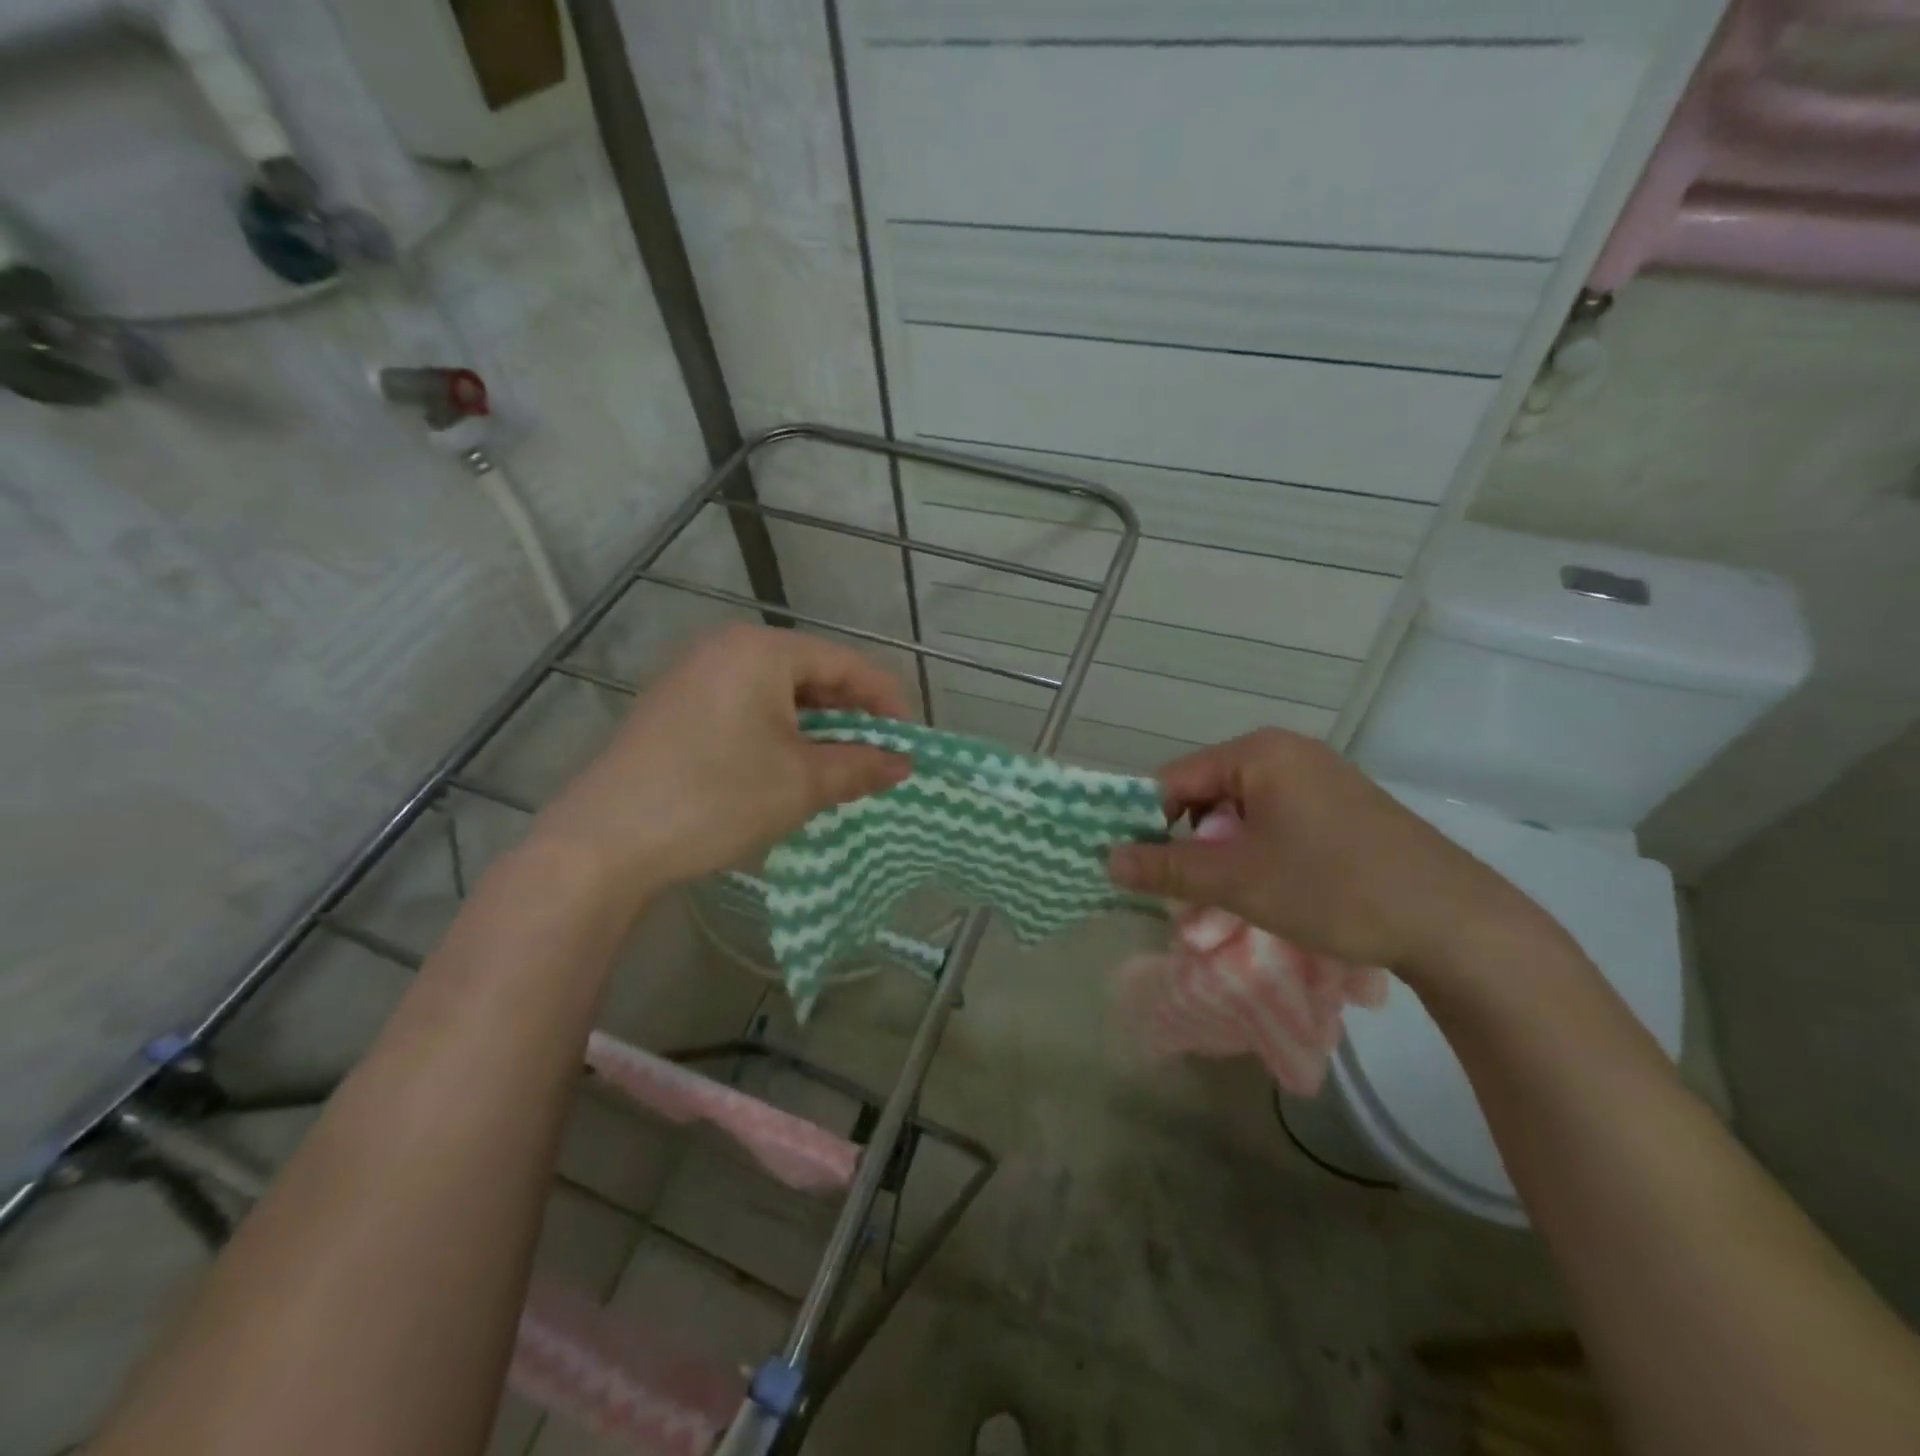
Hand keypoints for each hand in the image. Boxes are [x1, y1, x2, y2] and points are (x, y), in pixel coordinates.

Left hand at [533, 626, 910, 900]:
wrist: (604, 841)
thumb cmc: (716, 798)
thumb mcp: (801, 784)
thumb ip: (861, 767)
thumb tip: (904, 764)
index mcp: (761, 650)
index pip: (846, 663)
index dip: (887, 701)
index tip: (910, 741)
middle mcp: (726, 649)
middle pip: (811, 674)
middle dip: (850, 717)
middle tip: (877, 758)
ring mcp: (693, 676)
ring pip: (777, 695)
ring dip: (815, 730)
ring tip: (839, 769)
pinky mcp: (674, 708)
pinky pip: (745, 709)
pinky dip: (778, 735)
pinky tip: (787, 770)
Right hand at [1107, 729, 1548, 984]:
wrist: (1454, 921)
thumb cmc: (1334, 888)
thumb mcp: (1238, 881)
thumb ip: (1166, 867)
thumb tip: (1107, 859)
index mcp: (1258, 753)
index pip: (1173, 779)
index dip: (1147, 823)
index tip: (1140, 869)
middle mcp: (1287, 752)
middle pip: (1207, 792)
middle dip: (1188, 842)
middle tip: (1186, 892)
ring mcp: (1319, 776)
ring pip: (1241, 810)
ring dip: (1222, 851)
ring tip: (1228, 895)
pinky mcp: (1341, 804)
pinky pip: (1275, 818)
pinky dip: (1257, 850)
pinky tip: (1270, 885)